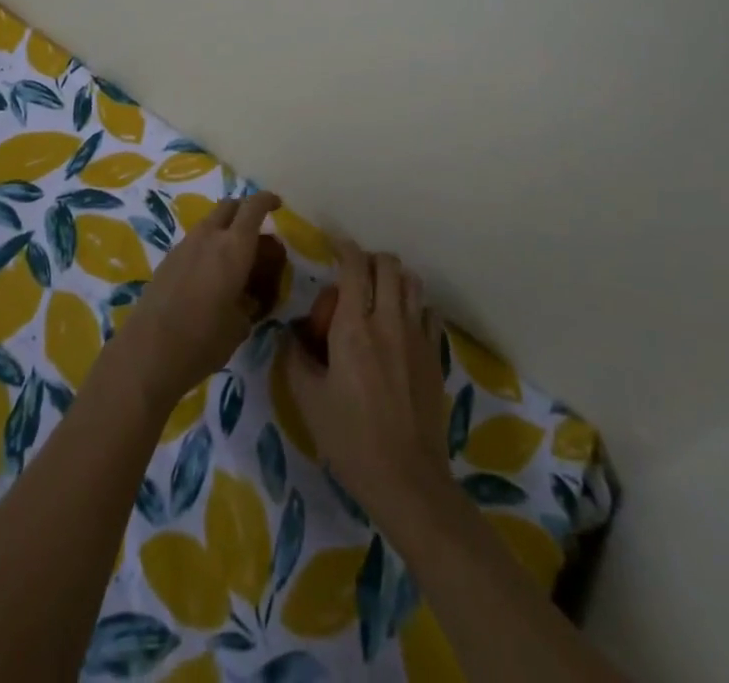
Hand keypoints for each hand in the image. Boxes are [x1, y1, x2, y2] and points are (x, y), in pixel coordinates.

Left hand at [109, 190, 286, 411]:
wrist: (149, 351)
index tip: (277, 204)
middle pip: (229, 206)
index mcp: (234, 247)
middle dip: (245, 210)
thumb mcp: (240, 325)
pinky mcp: (167, 259)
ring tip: (233, 256)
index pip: (253, 208)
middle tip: (256, 228)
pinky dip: (207, 245)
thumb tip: (248, 297)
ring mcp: (184, 245)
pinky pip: (194, 241)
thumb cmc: (204, 339)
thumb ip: (249, 303)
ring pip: (209, 222)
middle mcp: (209, 236)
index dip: (267, 200)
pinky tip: (209, 273)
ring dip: (224, 228)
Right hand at [281, 238, 451, 530]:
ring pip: (412, 282)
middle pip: (388, 264)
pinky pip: (428, 313)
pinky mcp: (436, 355)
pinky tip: (402, 328)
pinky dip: (414, 307)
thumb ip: (295, 358)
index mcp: (354, 326)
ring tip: (378, 299)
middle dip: (369, 261)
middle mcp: (388, 320)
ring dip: (394, 280)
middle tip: (354, 279)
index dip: (344, 248)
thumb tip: (292, 334)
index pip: (354, 265)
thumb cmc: (351, 440)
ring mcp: (418, 336)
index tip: (334, 248)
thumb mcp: (308, 401)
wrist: (407, 480)